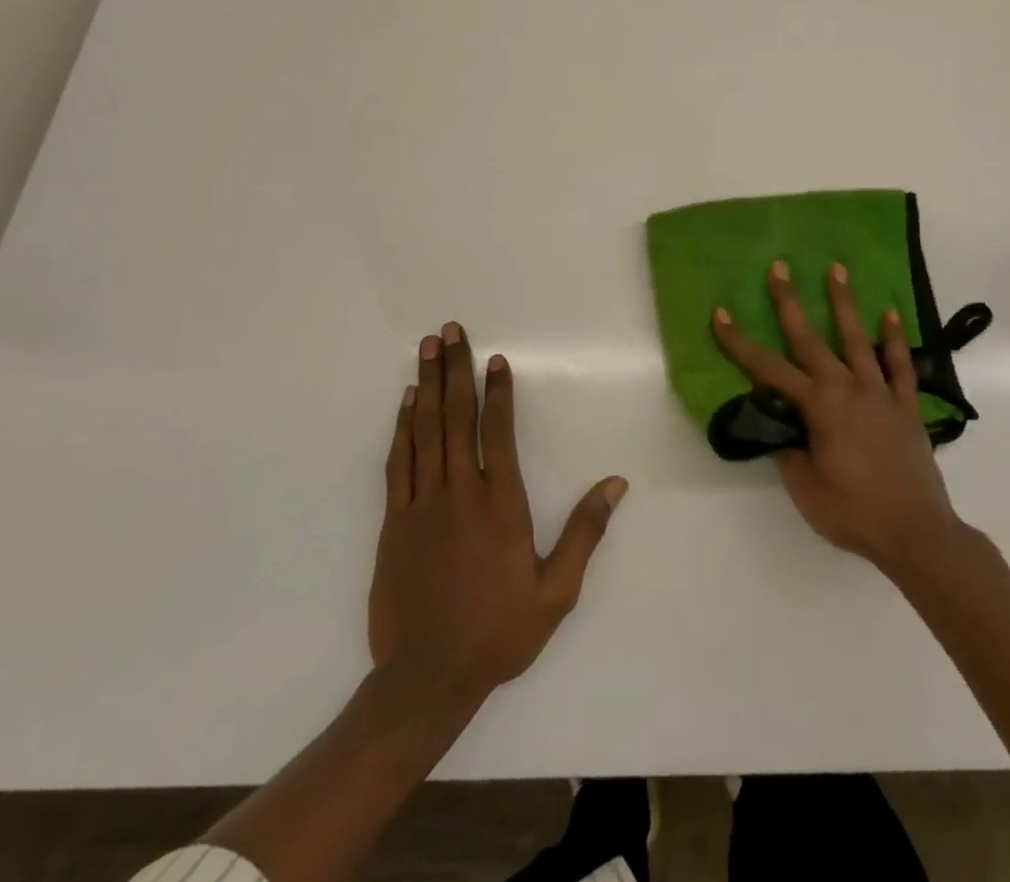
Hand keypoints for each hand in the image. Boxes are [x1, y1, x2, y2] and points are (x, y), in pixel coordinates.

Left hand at [368, 322, 627, 699]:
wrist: (426, 678)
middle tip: (450, 331)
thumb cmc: (498, 632)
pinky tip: (406, 402)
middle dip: (456, 370)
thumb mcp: (556, 591)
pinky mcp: (393, 522)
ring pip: (425, 430)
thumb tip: (616, 484)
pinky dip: (402, 427)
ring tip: (428, 349)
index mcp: (500, 504)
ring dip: (428, 385)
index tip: (496, 359)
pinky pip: (398, 462)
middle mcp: (459, 492)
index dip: (498, 391)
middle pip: (457, 417)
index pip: (498, 431)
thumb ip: (585, 532)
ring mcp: (421, 504)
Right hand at [713, 262, 960, 573]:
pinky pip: (900, 365)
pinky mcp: (906, 405)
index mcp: (818, 406)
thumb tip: (779, 424)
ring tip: (837, 269)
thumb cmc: (853, 512)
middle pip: (811, 339)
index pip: (767, 369)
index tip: (720, 314)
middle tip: (780, 266)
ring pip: (857, 339)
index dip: (739, 343)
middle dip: (790, 302)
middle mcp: (847, 388)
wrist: (915, 533)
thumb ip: (788, 449)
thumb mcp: (805, 487)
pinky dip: (894, 339)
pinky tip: (890, 314)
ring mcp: (880, 393)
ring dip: (845, 303)